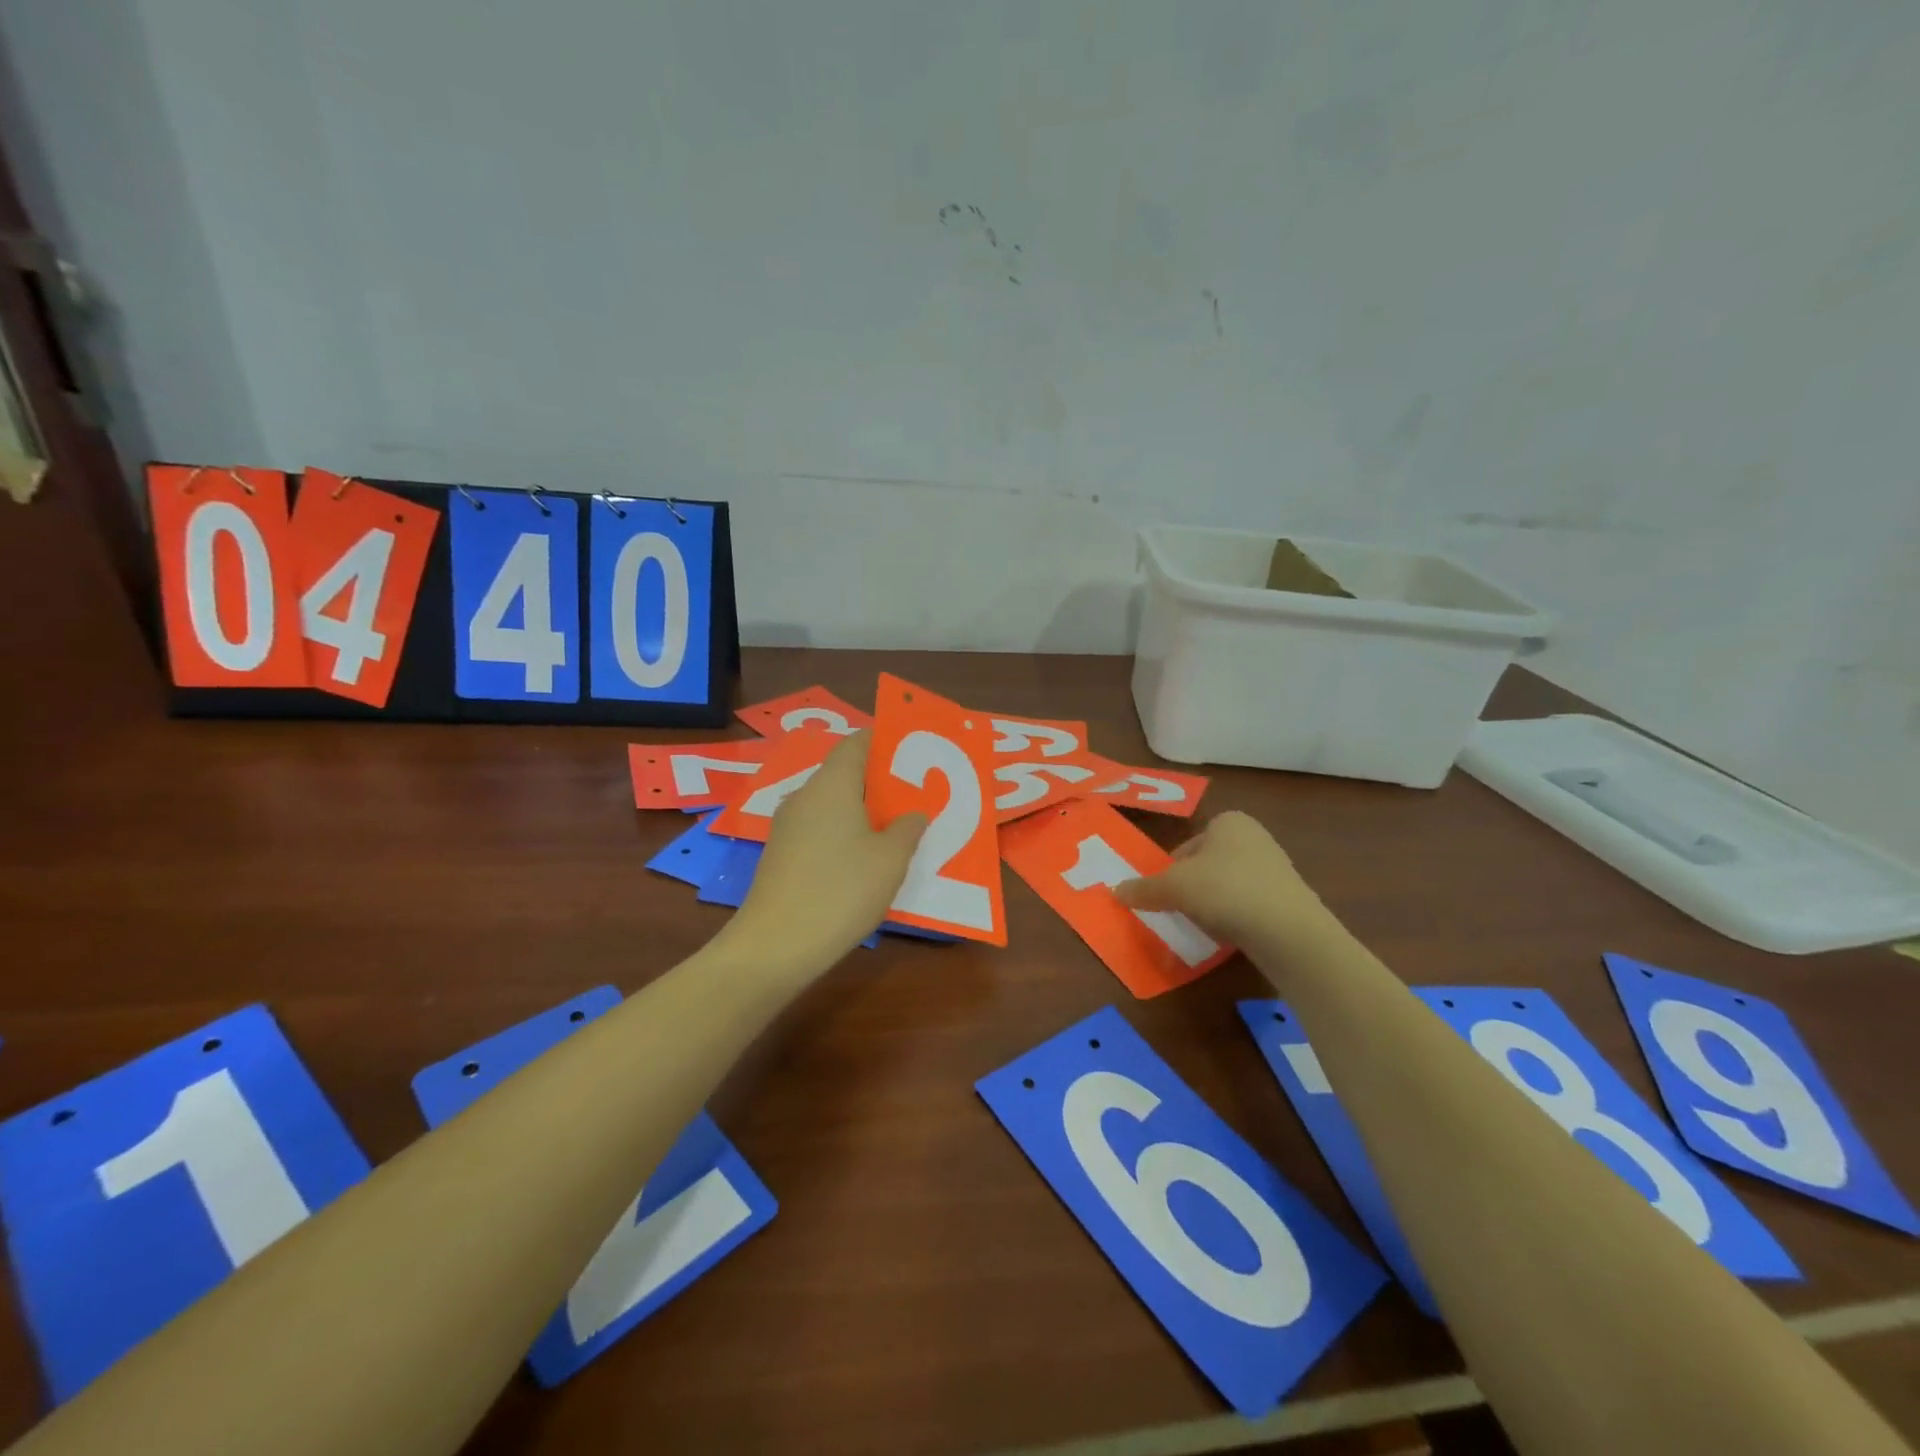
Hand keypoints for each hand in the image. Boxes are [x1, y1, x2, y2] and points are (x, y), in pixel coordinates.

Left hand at [727, 731, 926, 973]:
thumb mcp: (890, 860)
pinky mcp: (780, 854)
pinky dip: (842, 833)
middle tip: (913, 795)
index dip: (884, 741)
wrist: (776, 945)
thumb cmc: (841, 890)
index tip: (912, 752)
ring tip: (894, 828)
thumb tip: (912, 812)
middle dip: (878, 780)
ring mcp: (787, 826)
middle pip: (843, 773)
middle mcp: (805, 796)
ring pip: (831, 803)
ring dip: (861, 810)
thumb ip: (907, 828)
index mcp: (831, 784)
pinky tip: (863, 859)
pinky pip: (818, 828)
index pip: (857, 742)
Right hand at [1114, 810, 1333, 947]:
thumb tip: (1115, 891)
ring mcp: (1276, 868)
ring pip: (1228, 885)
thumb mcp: (1173, 888)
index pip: (1188, 844)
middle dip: (1193, 886)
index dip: (1172, 868)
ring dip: (1214, 903)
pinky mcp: (1289, 899)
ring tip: (1204, 925)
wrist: (1288, 930)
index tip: (1167, 892)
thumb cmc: (1225, 890)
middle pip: (1207, 864)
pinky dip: (1236, 917)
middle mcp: (1255, 837)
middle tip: (1180, 909)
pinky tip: (1229, 934)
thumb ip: (1143, 888)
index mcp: (1229, 822)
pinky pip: (1250, 904)